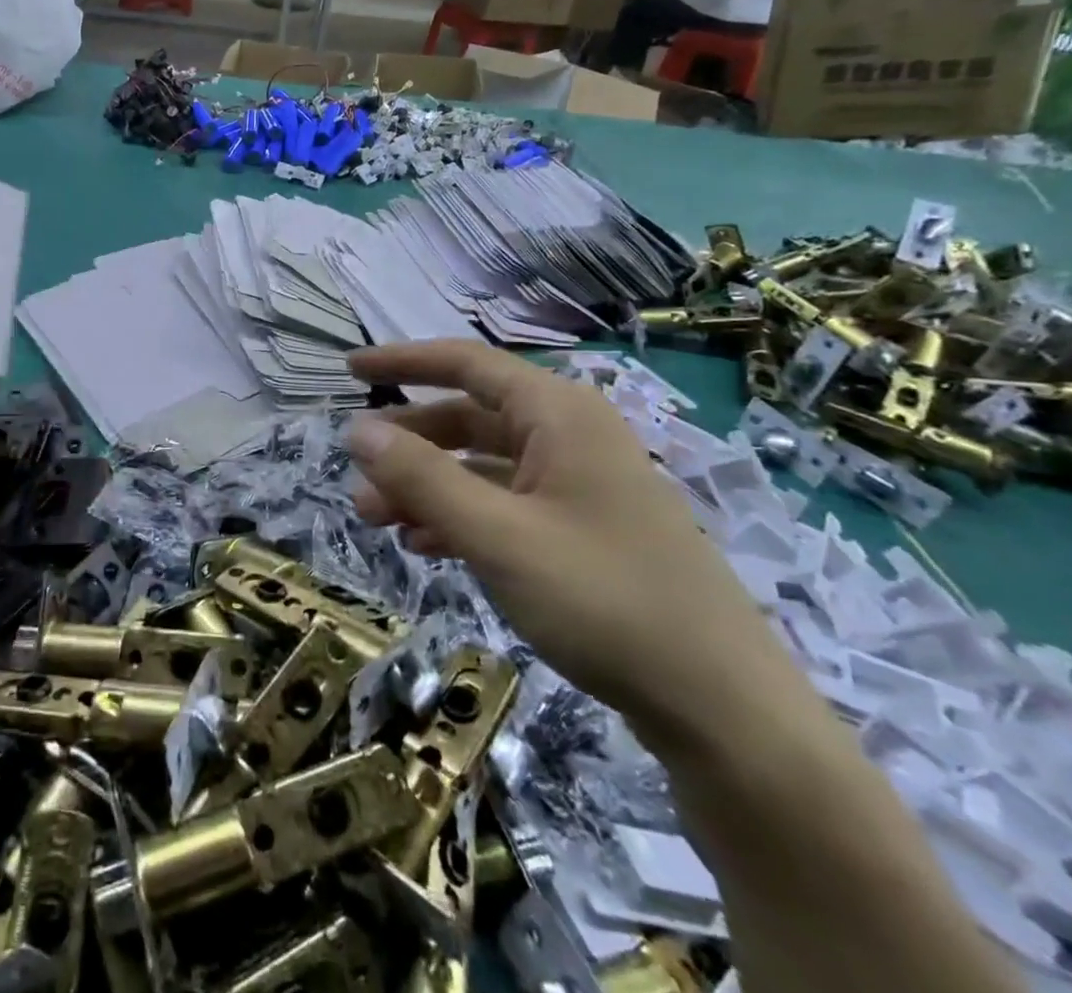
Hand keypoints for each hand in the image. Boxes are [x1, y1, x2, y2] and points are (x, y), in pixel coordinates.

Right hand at [346, 340, 804, 748]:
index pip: (465, 363)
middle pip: (469, 418)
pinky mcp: (584, 529)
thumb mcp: (497, 535)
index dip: (402, 361)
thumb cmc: (604, 600)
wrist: (723, 709)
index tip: (348, 368)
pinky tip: (427, 547)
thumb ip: (421, 477)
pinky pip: (505, 504)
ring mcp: (580, 484)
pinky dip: (461, 517)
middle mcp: (570, 435)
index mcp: (558, 414)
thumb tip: (357, 429)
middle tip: (358, 477)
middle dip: (408, 446)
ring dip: (428, 487)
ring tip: (379, 521)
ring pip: (483, 466)